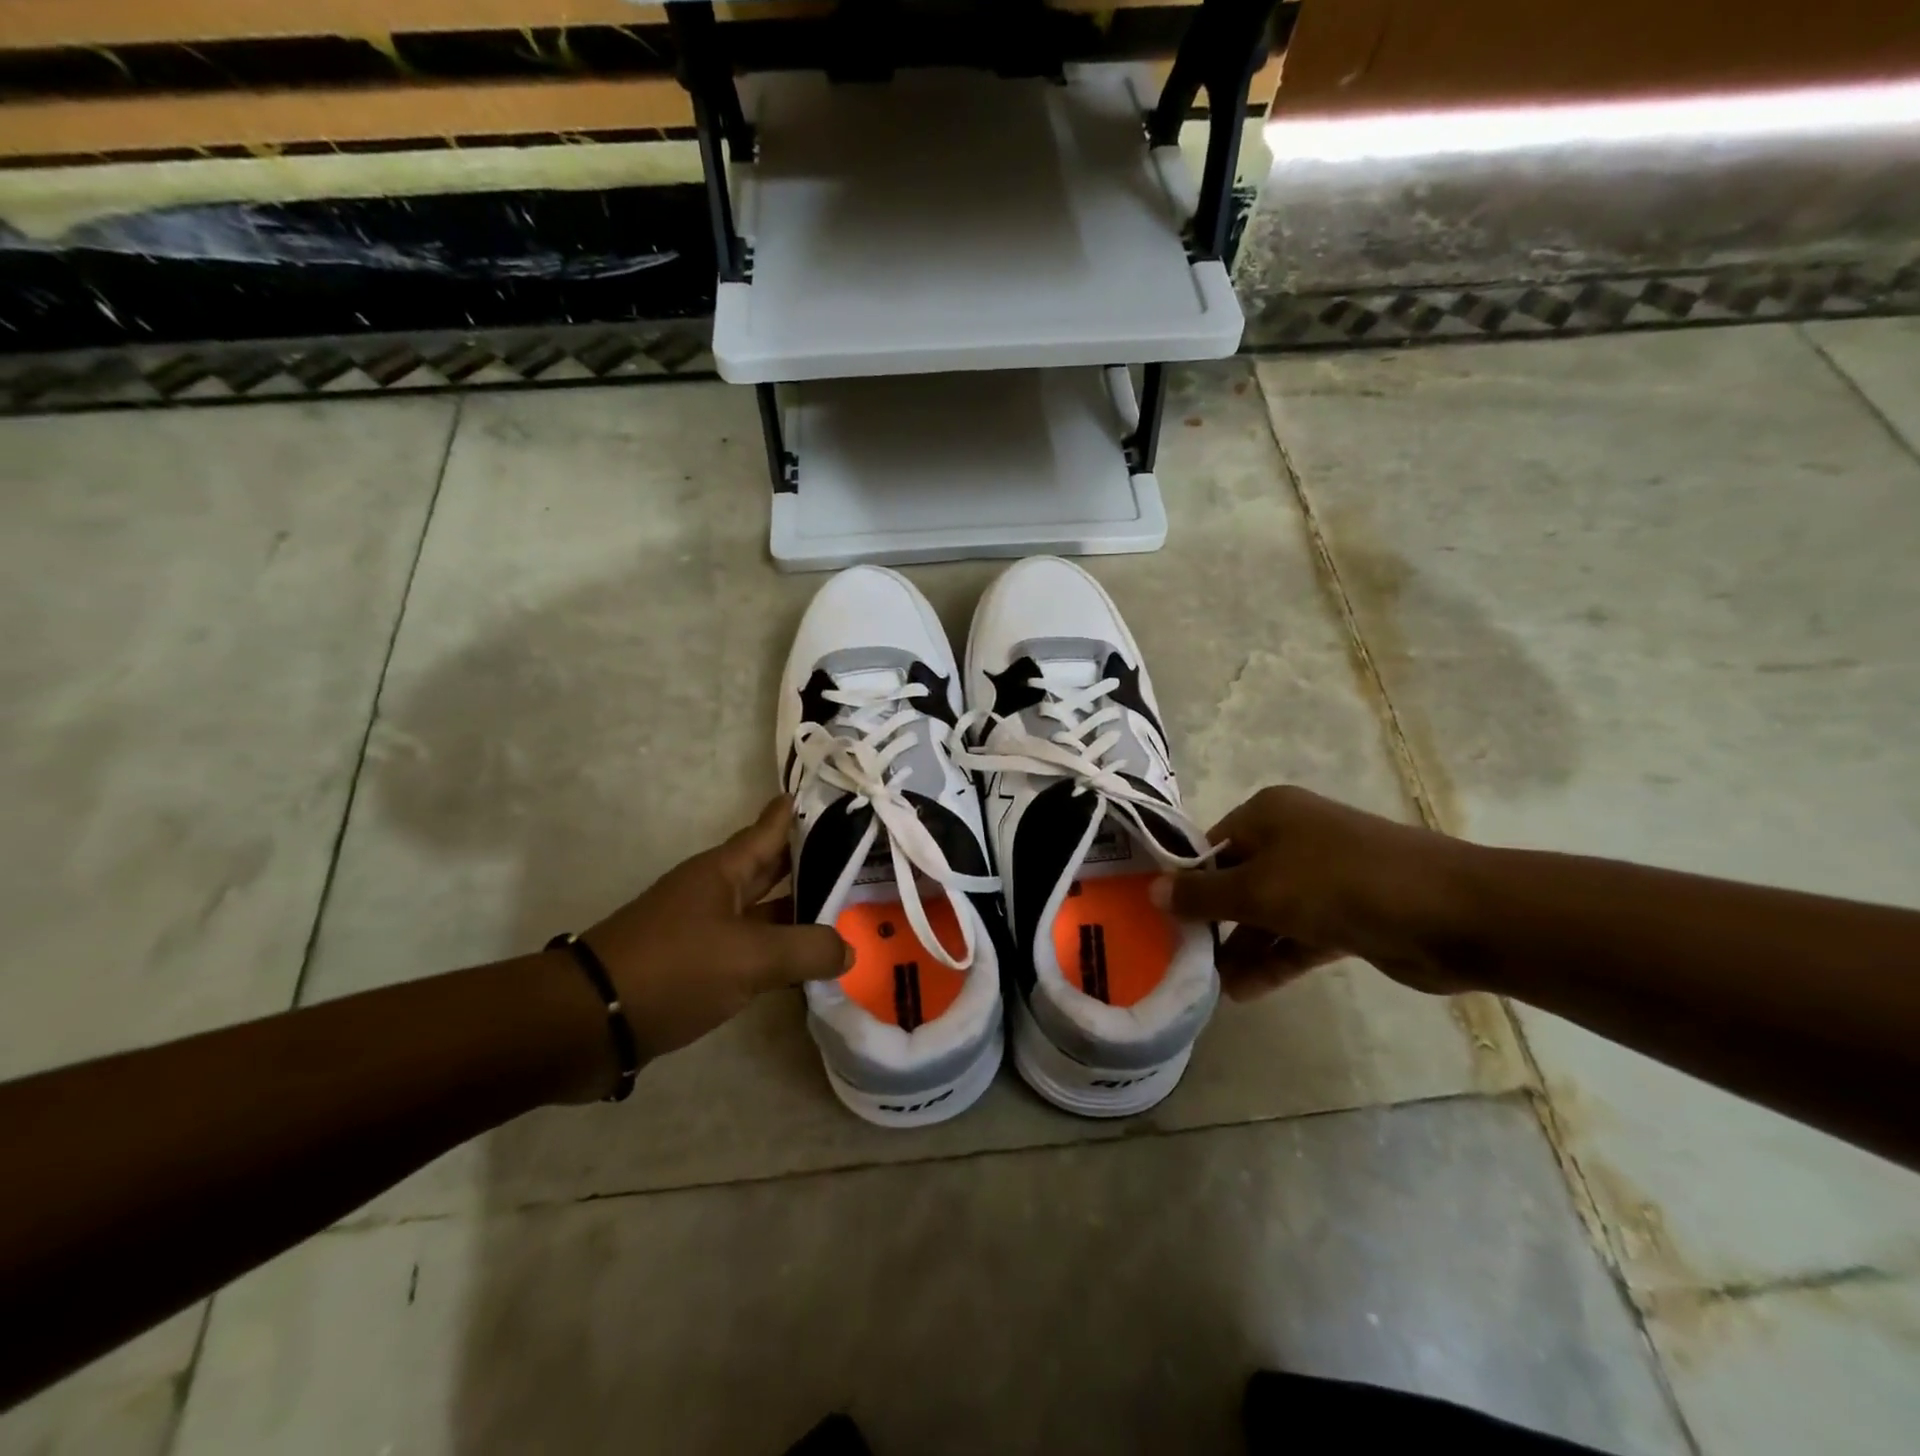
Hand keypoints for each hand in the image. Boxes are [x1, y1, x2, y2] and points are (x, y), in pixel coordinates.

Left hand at [578, 798, 850, 1073]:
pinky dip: (780, 951)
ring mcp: (704, 929)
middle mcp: (715, 891)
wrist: (586, 1024)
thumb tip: (849, 948)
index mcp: (724, 870)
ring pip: (764, 911)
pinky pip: (751, 949)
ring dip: (800, 911)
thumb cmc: (672, 969)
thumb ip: (807, 949)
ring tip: (849, 911)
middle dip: (814, 861)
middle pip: (773, 867)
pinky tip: (807, 964)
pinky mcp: (697, 966)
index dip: (804, 810)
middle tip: (863, 858)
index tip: (841, 796)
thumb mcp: (750, 957)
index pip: (773, 826)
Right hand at [1157, 786, 1470, 1000]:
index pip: (1210, 846)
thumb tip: (1151, 891)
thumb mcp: (1259, 889)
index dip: (1184, 882)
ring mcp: (1324, 877)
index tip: (1160, 919)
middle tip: (1182, 957)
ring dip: (1242, 947)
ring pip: (1268, 912)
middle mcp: (1293, 838)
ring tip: (1211, 986)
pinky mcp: (1348, 915)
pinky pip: (1298, 936)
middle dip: (1212, 921)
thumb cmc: (1340, 884)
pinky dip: (1274, 959)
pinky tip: (1245, 992)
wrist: (1453, 914)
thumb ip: (1202, 895)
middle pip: (1237, 880)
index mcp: (1269, 814)